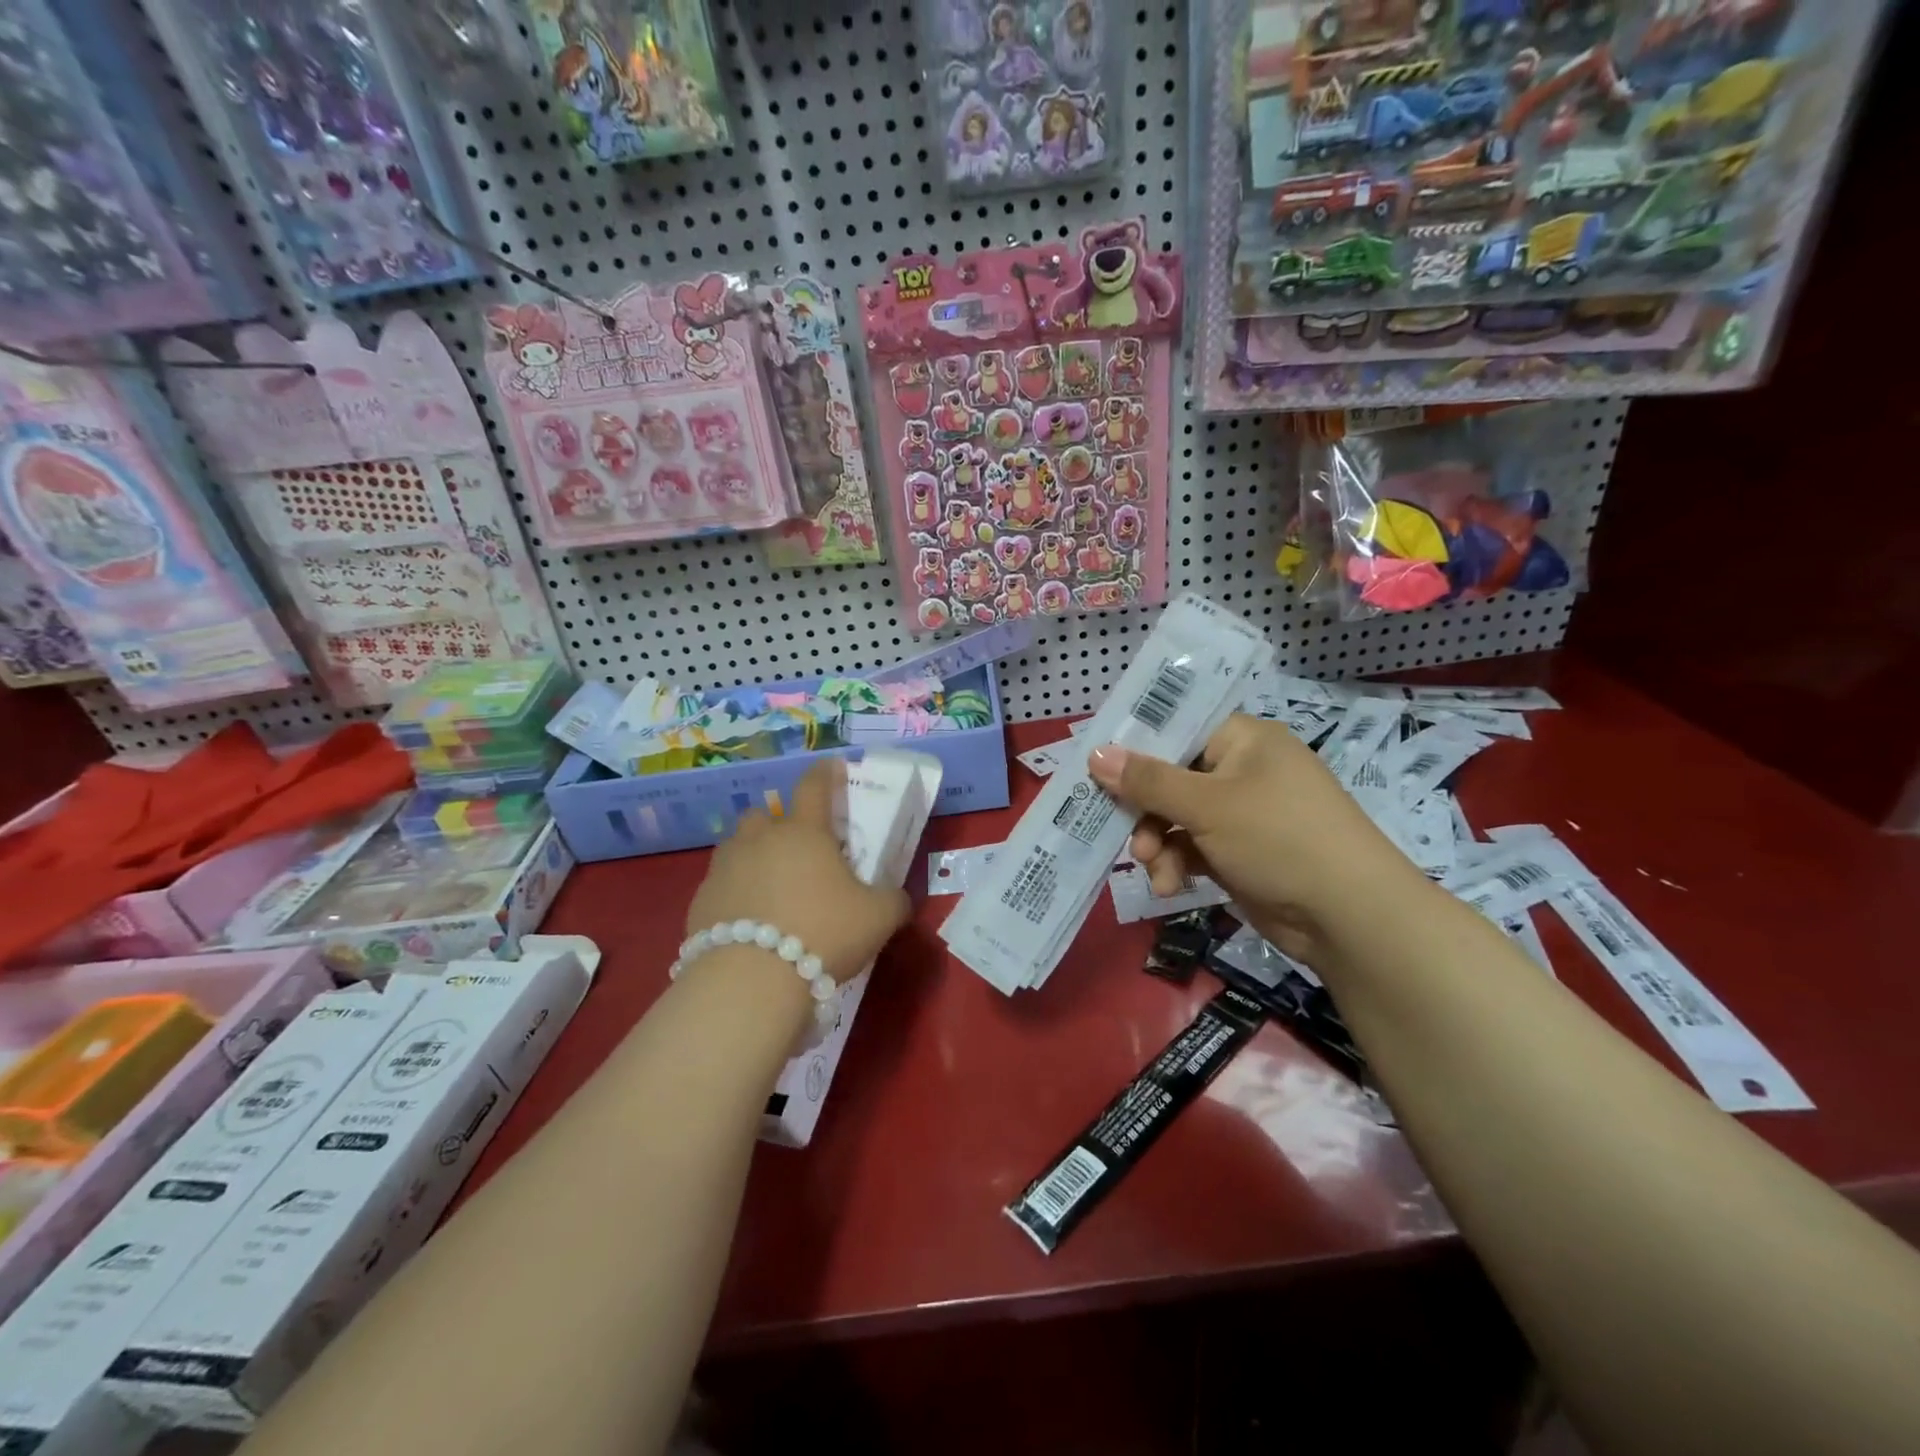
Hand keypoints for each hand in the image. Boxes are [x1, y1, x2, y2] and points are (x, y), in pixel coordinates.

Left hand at [685, 758, 910, 985]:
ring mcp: (725, 867)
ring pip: (737, 846)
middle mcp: (760, 839)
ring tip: (771, 886)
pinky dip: (734, 893)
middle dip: (779, 823)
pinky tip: (748, 922)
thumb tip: (896, 898)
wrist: (752, 980)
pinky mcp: (700, 900)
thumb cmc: (824, 933)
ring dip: (753, 856)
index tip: (832, 767)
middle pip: (765, 814)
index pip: (814, 786)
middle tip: (799, 851)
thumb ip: (893, 900)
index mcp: (804, 832)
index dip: (825, 773)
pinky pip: (720, 884)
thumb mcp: (879, 918)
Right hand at [1088, 713, 1421, 962]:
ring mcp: (1242, 813)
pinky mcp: (1240, 852)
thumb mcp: (1207, 805)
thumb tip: (1095, 753)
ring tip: (1154, 871)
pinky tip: (1170, 887)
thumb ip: (1147, 780)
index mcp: (1243, 739)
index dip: (1136, 746)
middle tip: (1122, 832)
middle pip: (1170, 777)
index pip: (1177, 727)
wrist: (1348, 916)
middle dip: (1144, 811)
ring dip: (1157, 844)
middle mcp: (1242, 769)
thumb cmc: (1278, 838)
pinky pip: (1192, 846)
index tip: (1097, 768)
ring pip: (1175, 817)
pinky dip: (1177, 863)